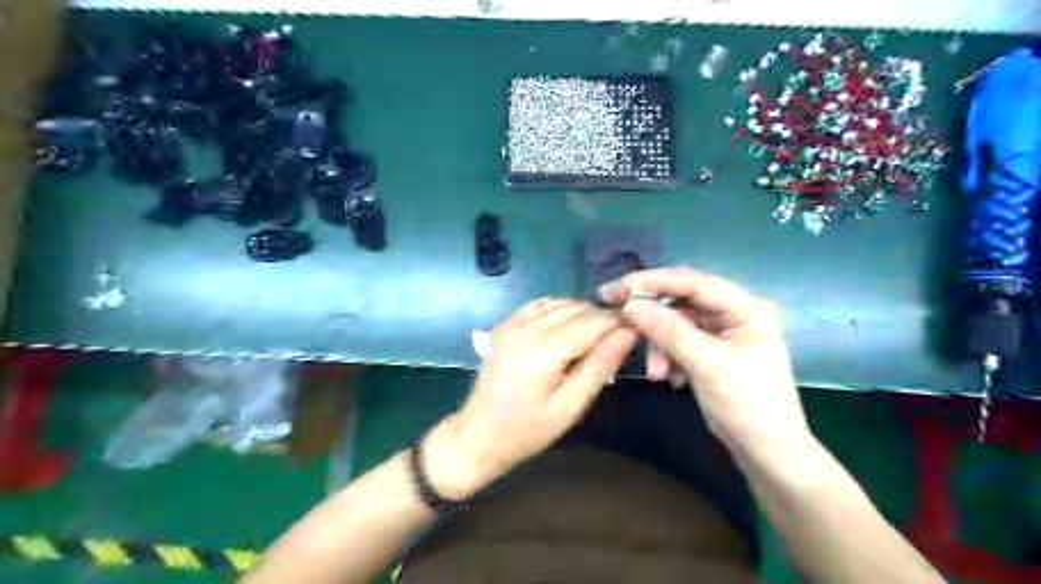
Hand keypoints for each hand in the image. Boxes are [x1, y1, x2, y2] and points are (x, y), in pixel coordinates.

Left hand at [422, 301, 633, 496]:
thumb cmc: (527, 430)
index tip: (637, 332)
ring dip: (583, 314)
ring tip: (595, 339)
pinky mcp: (505, 324)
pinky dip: (561, 311)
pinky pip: (541, 305)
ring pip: (561, 302)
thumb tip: (629, 332)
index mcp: (544, 349)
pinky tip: (569, 330)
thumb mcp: (571, 406)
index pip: (593, 321)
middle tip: (619, 341)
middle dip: (603, 318)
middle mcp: (526, 326)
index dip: (619, 322)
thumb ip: (601, 365)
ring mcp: (512, 322)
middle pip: (578, 307)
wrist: (477, 435)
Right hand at [597, 269, 807, 455]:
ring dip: (660, 345)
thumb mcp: (706, 365)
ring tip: (657, 374)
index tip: (618, 289)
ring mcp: (723, 333)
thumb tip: (630, 305)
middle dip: (653, 317)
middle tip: (619, 318)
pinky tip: (669, 378)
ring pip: (677, 324)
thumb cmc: (747, 406)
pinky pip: (680, 342)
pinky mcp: (713, 351)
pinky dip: (669, 356)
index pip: (693, 282)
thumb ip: (668, 330)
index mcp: (746, 308)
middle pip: (683, 301)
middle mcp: (735, 313)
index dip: (654, 282)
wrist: (767, 454)